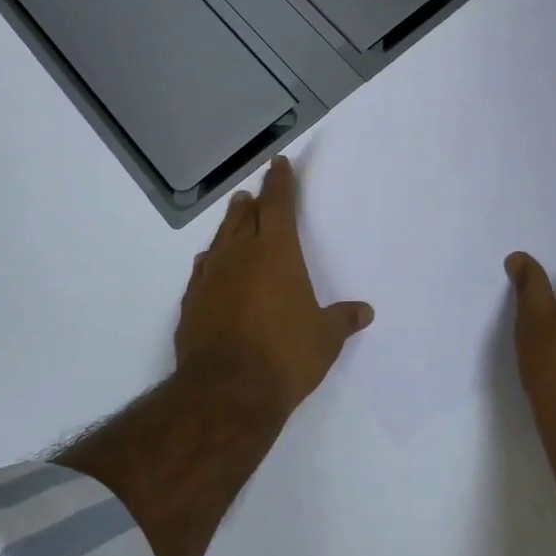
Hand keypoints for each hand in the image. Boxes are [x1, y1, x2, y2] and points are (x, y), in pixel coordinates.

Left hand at [175, 156, 374, 420]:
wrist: (227, 391)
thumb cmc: (285, 356)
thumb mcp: (325, 339)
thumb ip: (343, 320)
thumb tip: (365, 311)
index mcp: (276, 253)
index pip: (278, 206)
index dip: (280, 183)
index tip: (278, 164)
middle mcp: (239, 256)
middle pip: (244, 218)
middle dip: (252, 204)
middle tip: (253, 193)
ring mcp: (210, 278)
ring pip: (220, 240)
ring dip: (229, 226)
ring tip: (234, 216)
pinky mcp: (191, 303)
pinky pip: (202, 270)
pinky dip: (210, 261)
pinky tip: (208, 263)